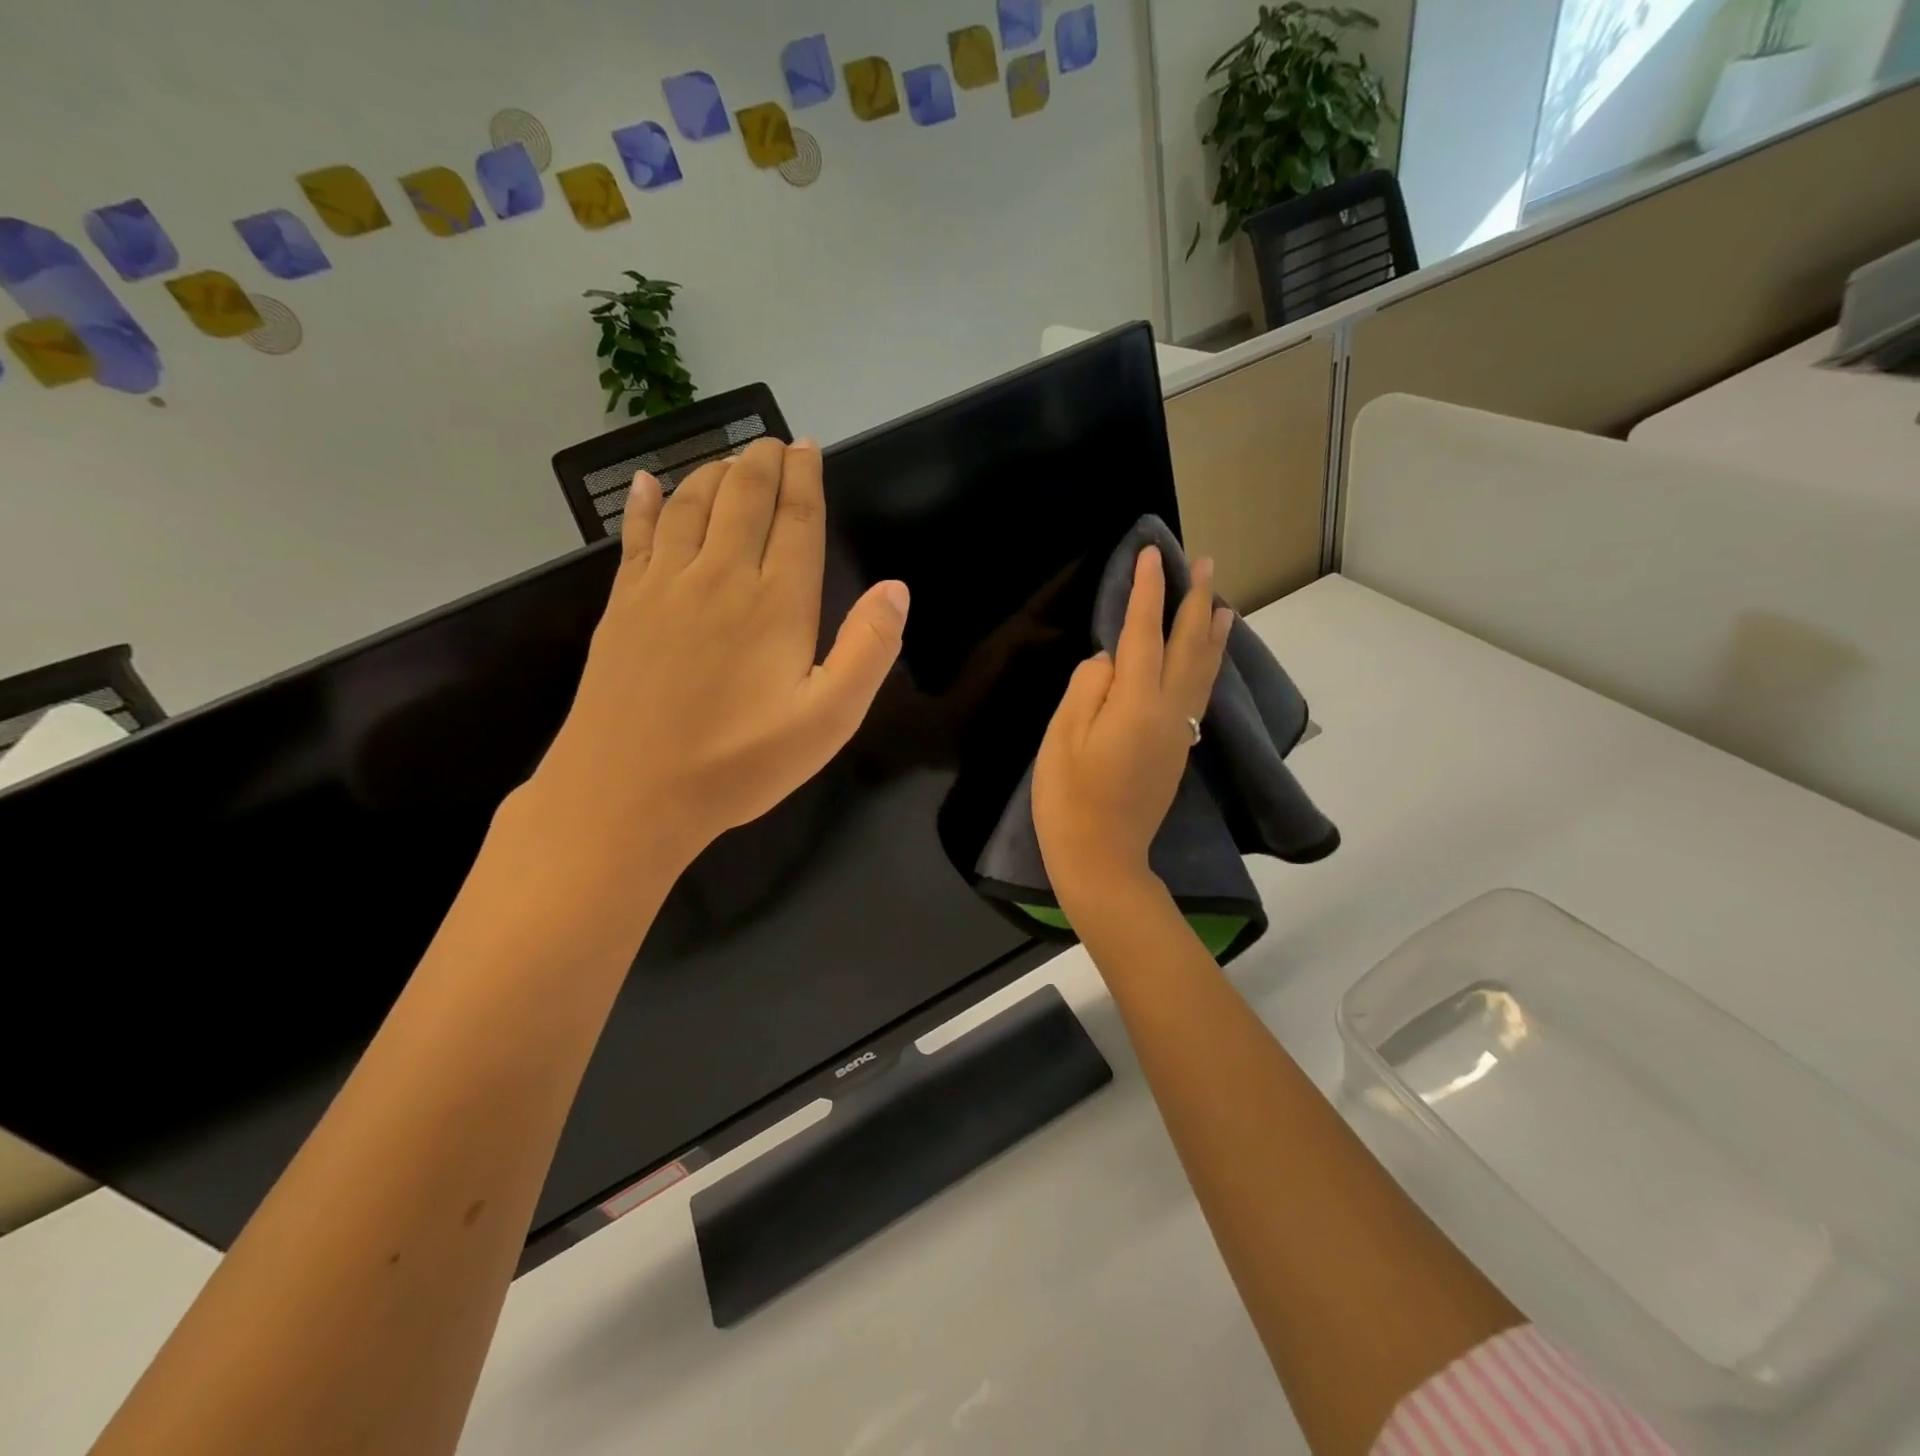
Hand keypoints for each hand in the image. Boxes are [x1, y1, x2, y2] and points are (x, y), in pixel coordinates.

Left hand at [526, 438, 909, 872]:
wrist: (628, 792)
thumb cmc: (739, 762)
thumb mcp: (828, 720)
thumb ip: (868, 650)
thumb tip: (896, 589)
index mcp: (777, 603)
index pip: (796, 521)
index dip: (805, 480)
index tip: (807, 449)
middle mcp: (721, 576)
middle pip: (744, 499)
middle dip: (762, 463)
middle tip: (773, 442)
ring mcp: (664, 586)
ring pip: (691, 506)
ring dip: (713, 474)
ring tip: (729, 460)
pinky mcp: (623, 605)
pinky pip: (636, 536)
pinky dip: (644, 504)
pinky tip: (646, 484)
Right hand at [1032, 546, 1229, 913]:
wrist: (1102, 858)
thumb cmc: (1069, 799)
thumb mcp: (1062, 738)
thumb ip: (1086, 688)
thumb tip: (1110, 661)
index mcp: (1137, 702)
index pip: (1143, 632)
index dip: (1147, 591)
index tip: (1153, 554)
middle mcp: (1168, 710)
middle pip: (1187, 645)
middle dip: (1195, 601)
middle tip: (1205, 563)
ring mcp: (1178, 732)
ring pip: (1203, 670)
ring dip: (1212, 632)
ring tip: (1222, 603)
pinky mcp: (1178, 750)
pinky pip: (1200, 693)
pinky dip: (1209, 665)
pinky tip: (1208, 658)